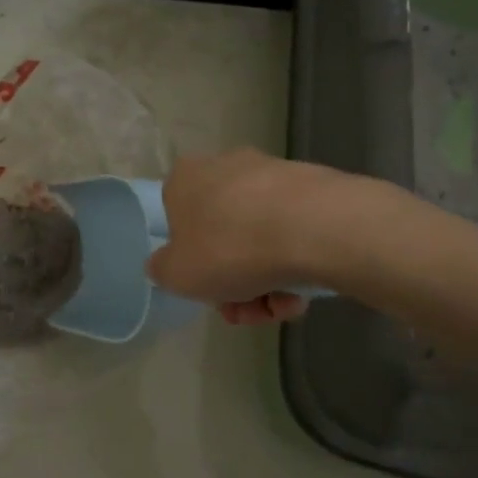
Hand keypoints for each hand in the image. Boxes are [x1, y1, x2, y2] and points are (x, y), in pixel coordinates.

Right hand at [148, 150, 350, 325]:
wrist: (315, 228)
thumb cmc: (229, 249)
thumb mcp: (176, 274)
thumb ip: (162, 270)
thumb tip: (168, 263)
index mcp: (186, 179)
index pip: (178, 221)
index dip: (192, 263)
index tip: (209, 290)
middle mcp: (226, 167)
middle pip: (223, 235)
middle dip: (234, 281)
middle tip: (248, 310)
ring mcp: (271, 174)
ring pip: (259, 239)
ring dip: (266, 281)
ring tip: (283, 308)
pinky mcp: (312, 187)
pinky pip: (293, 233)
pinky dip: (294, 265)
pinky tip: (304, 293)